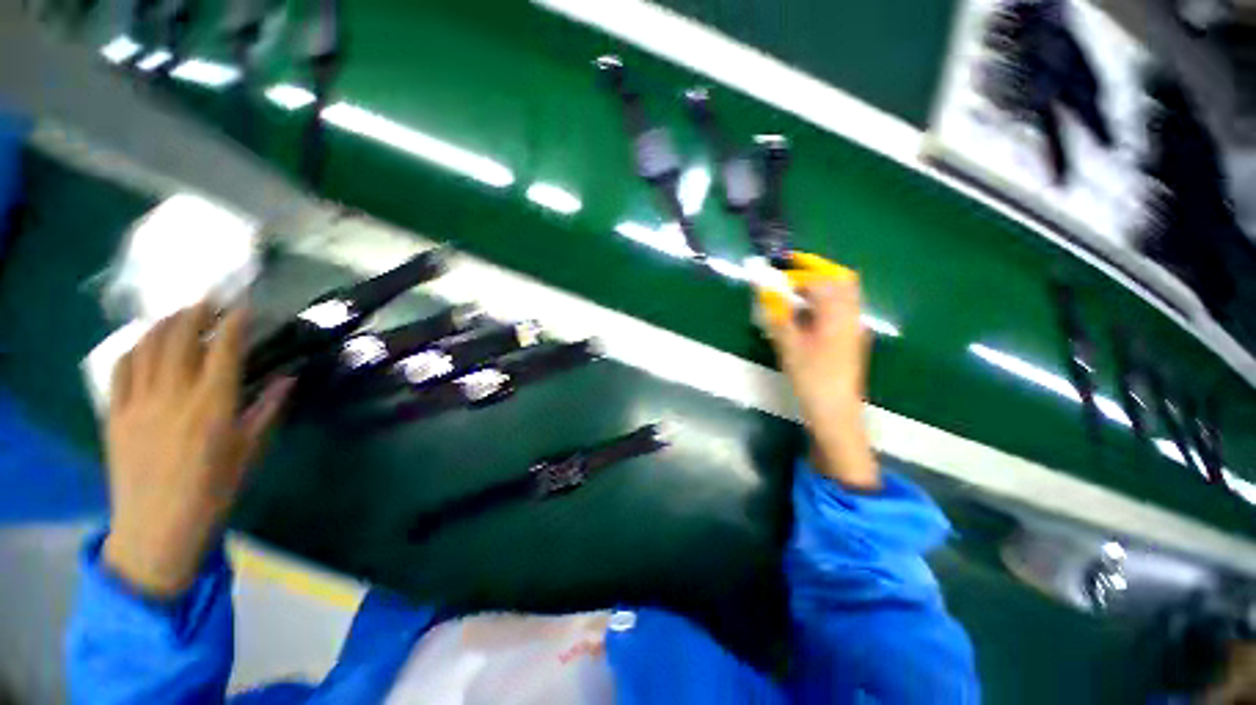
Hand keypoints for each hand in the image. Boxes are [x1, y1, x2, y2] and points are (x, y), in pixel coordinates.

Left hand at [103, 304, 292, 597]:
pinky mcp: (114, 414)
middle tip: (207, 300)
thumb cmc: (214, 491)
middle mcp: (173, 394)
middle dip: (195, 312)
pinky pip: (120, 370)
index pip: (224, 348)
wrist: (157, 529)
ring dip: (162, 324)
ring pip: (146, 347)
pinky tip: (142, 345)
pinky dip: (133, 349)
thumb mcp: (249, 451)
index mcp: (213, 404)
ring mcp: (138, 402)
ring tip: (176, 315)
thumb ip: (267, 409)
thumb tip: (287, 378)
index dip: (234, 322)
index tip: (242, 305)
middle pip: (180, 337)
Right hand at [759, 253, 878, 489]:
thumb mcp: (789, 346)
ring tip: (792, 295)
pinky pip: (839, 310)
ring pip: (841, 295)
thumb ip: (778, 314)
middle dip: (813, 272)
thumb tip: (765, 290)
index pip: (819, 281)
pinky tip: (804, 316)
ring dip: (818, 288)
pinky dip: (822, 304)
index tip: (774, 272)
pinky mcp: (850, 339)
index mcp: (838, 315)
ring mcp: (854, 327)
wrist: (835, 412)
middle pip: (840, 281)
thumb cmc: (811, 378)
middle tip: (788, 277)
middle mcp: (851, 316)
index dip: (795, 273)